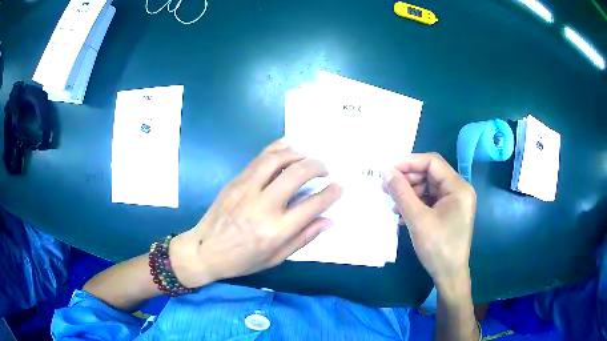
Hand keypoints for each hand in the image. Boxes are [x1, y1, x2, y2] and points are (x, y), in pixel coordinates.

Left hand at [170, 140, 341, 287]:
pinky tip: (287, 149)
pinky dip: (277, 149)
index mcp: (275, 231)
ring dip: (298, 154)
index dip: (330, 193)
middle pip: (297, 174)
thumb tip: (328, 220)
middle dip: (317, 166)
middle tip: (324, 169)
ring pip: (277, 159)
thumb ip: (303, 238)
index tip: (339, 187)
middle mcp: (263, 206)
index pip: (312, 205)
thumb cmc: (241, 260)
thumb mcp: (275, 258)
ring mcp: (247, 189)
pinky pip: (259, 158)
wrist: (204, 250)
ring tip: (306, 158)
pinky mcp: (235, 181)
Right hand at [382, 153, 475, 288]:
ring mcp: (455, 202)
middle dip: (407, 180)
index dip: (409, 162)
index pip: (432, 162)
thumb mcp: (417, 219)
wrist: (449, 275)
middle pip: (430, 174)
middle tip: (386, 188)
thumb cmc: (437, 247)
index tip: (388, 170)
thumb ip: (401, 192)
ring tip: (394, 206)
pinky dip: (416, 204)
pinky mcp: (449, 213)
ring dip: (410, 193)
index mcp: (458, 187)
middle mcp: (459, 190)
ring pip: (429, 187)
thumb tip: (385, 170)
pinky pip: (431, 201)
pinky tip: (402, 215)